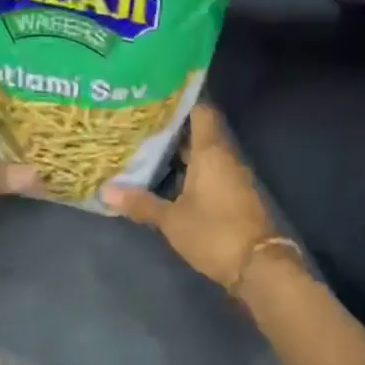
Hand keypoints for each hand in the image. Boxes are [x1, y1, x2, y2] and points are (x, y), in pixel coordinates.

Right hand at [102, 104, 278, 288]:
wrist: (258, 265)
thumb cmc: (214, 233)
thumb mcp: (172, 220)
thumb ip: (141, 203)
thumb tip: (106, 190)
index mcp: (211, 152)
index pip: (201, 111)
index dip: (180, 102)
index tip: (154, 99)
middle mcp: (225, 158)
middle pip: (199, 133)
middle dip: (172, 130)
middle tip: (140, 127)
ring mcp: (232, 178)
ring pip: (204, 156)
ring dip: (180, 154)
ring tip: (147, 151)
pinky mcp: (235, 197)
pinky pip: (210, 174)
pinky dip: (190, 173)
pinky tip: (168, 181)